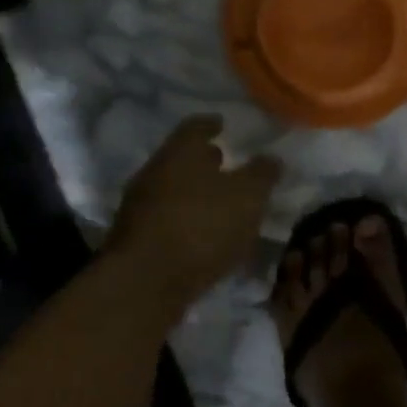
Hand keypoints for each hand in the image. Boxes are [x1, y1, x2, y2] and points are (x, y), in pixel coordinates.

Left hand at [104, 115, 281, 308]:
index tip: (222, 124)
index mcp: (180, 152)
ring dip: (194, 192)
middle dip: (202, 160)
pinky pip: (166, 219)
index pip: (195, 126)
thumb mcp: (248, 197)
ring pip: (171, 189)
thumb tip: (271, 159)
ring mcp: (139, 207)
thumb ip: (262, 175)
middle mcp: (154, 172)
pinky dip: (185, 219)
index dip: (211, 124)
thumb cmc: (203, 226)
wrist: (145, 283)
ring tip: (219, 202)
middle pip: (180, 158)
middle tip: (224, 162)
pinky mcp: (135, 239)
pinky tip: (202, 234)